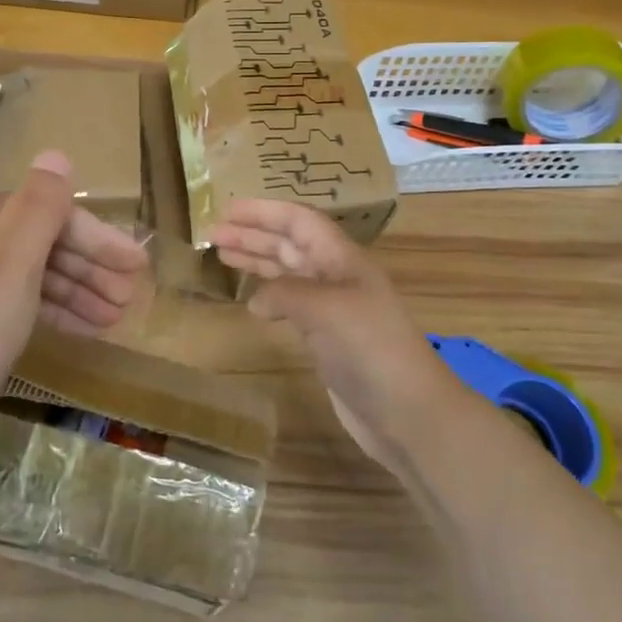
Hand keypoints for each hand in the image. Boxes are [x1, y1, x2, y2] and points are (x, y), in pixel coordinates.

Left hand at [0, 150, 148, 413]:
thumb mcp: (9, 267)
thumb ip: (38, 210)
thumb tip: (56, 154)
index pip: (48, 212)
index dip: (97, 236)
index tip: (137, 264)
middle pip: (42, 241)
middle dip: (91, 266)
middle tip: (131, 296)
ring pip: (33, 275)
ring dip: (79, 290)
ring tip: (116, 317)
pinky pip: (19, 303)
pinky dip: (53, 312)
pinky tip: (84, 329)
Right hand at [210, 200, 455, 472]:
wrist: (408, 412)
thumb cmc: (370, 348)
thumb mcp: (325, 309)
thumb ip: (284, 293)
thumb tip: (255, 301)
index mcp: (342, 259)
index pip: (300, 221)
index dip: (265, 212)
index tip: (228, 209)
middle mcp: (336, 278)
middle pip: (290, 245)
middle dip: (253, 235)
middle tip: (213, 233)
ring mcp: (332, 310)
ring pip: (287, 274)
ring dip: (256, 262)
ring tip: (221, 255)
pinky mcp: (327, 340)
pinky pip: (290, 305)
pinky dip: (267, 297)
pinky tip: (249, 302)